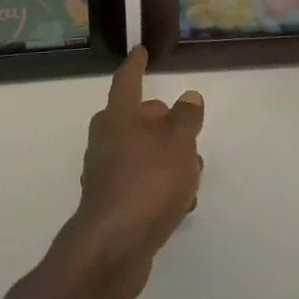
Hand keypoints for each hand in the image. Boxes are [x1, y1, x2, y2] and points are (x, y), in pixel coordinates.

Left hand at [59, 47, 203, 298]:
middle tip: (186, 127)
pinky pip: (141, 183)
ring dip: (166, 158)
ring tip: (193, 172)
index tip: (141, 51)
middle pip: (135, 119)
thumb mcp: (178, 142)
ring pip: (141, 153)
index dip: (136, 65)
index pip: (127, 80)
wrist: (113, 247)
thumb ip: (186, 118)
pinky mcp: (111, 203)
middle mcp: (106, 138)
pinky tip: (182, 203)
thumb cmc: (147, 182)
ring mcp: (105, 172)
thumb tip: (188, 97)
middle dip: (161, 121)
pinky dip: (160, 186)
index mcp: (118, 115)